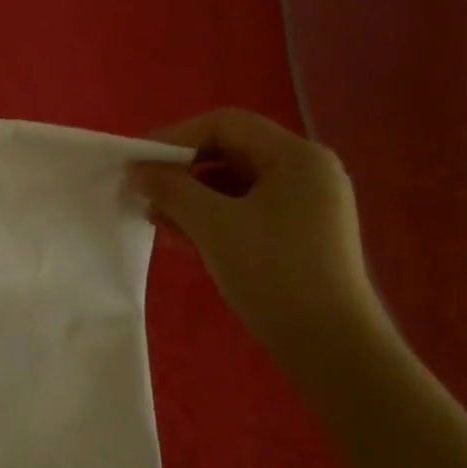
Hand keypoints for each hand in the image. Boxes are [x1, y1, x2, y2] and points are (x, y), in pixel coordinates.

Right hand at [128, 109, 387, 364]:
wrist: (328, 343)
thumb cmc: (272, 273)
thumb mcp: (214, 225)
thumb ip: (172, 189)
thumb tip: (139, 170)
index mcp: (296, 156)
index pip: (226, 124)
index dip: (176, 137)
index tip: (138, 162)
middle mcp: (305, 172)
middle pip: (231, 152)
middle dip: (182, 170)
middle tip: (143, 192)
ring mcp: (304, 205)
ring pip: (235, 185)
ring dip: (191, 197)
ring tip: (154, 217)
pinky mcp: (297, 236)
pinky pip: (245, 212)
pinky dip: (211, 218)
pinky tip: (181, 236)